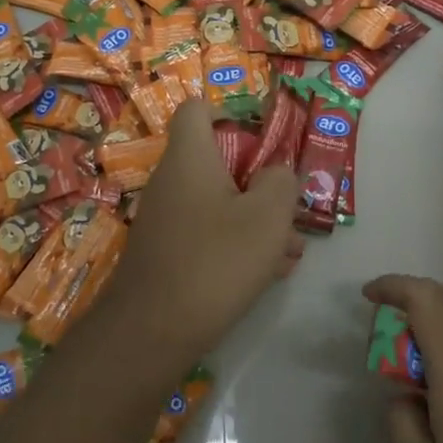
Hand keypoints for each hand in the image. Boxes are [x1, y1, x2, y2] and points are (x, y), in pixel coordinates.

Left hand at [96, 100, 301, 378]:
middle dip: (260, 183)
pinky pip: (208, 234)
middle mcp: (172, 181)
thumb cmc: (215, 261)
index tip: (263, 142)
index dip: (231, 114)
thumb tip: (276, 174)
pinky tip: (268, 273)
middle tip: (289, 210)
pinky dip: (237, 244)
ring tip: (290, 251)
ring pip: (219, 203)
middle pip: (218, 162)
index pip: (197, 109)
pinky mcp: (167, 252)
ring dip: (256, 220)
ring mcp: (166, 219)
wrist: (152, 332)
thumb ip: (281, 182)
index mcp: (190, 158)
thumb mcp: (268, 216)